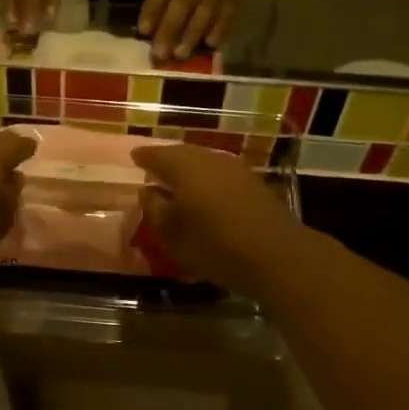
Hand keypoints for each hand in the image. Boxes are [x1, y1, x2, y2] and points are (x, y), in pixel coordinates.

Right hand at [132, 143, 301, 291]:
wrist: (274, 255)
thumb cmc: (212, 243)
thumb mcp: (170, 232)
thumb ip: (154, 207)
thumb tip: (148, 190)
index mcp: (184, 166)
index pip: (158, 154)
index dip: (144, 156)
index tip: (134, 157)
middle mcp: (210, 159)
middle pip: (184, 154)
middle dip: (168, 159)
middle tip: (155, 167)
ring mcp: (236, 170)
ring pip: (205, 163)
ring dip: (190, 170)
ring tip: (178, 182)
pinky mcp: (254, 185)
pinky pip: (221, 175)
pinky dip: (208, 180)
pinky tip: (206, 194)